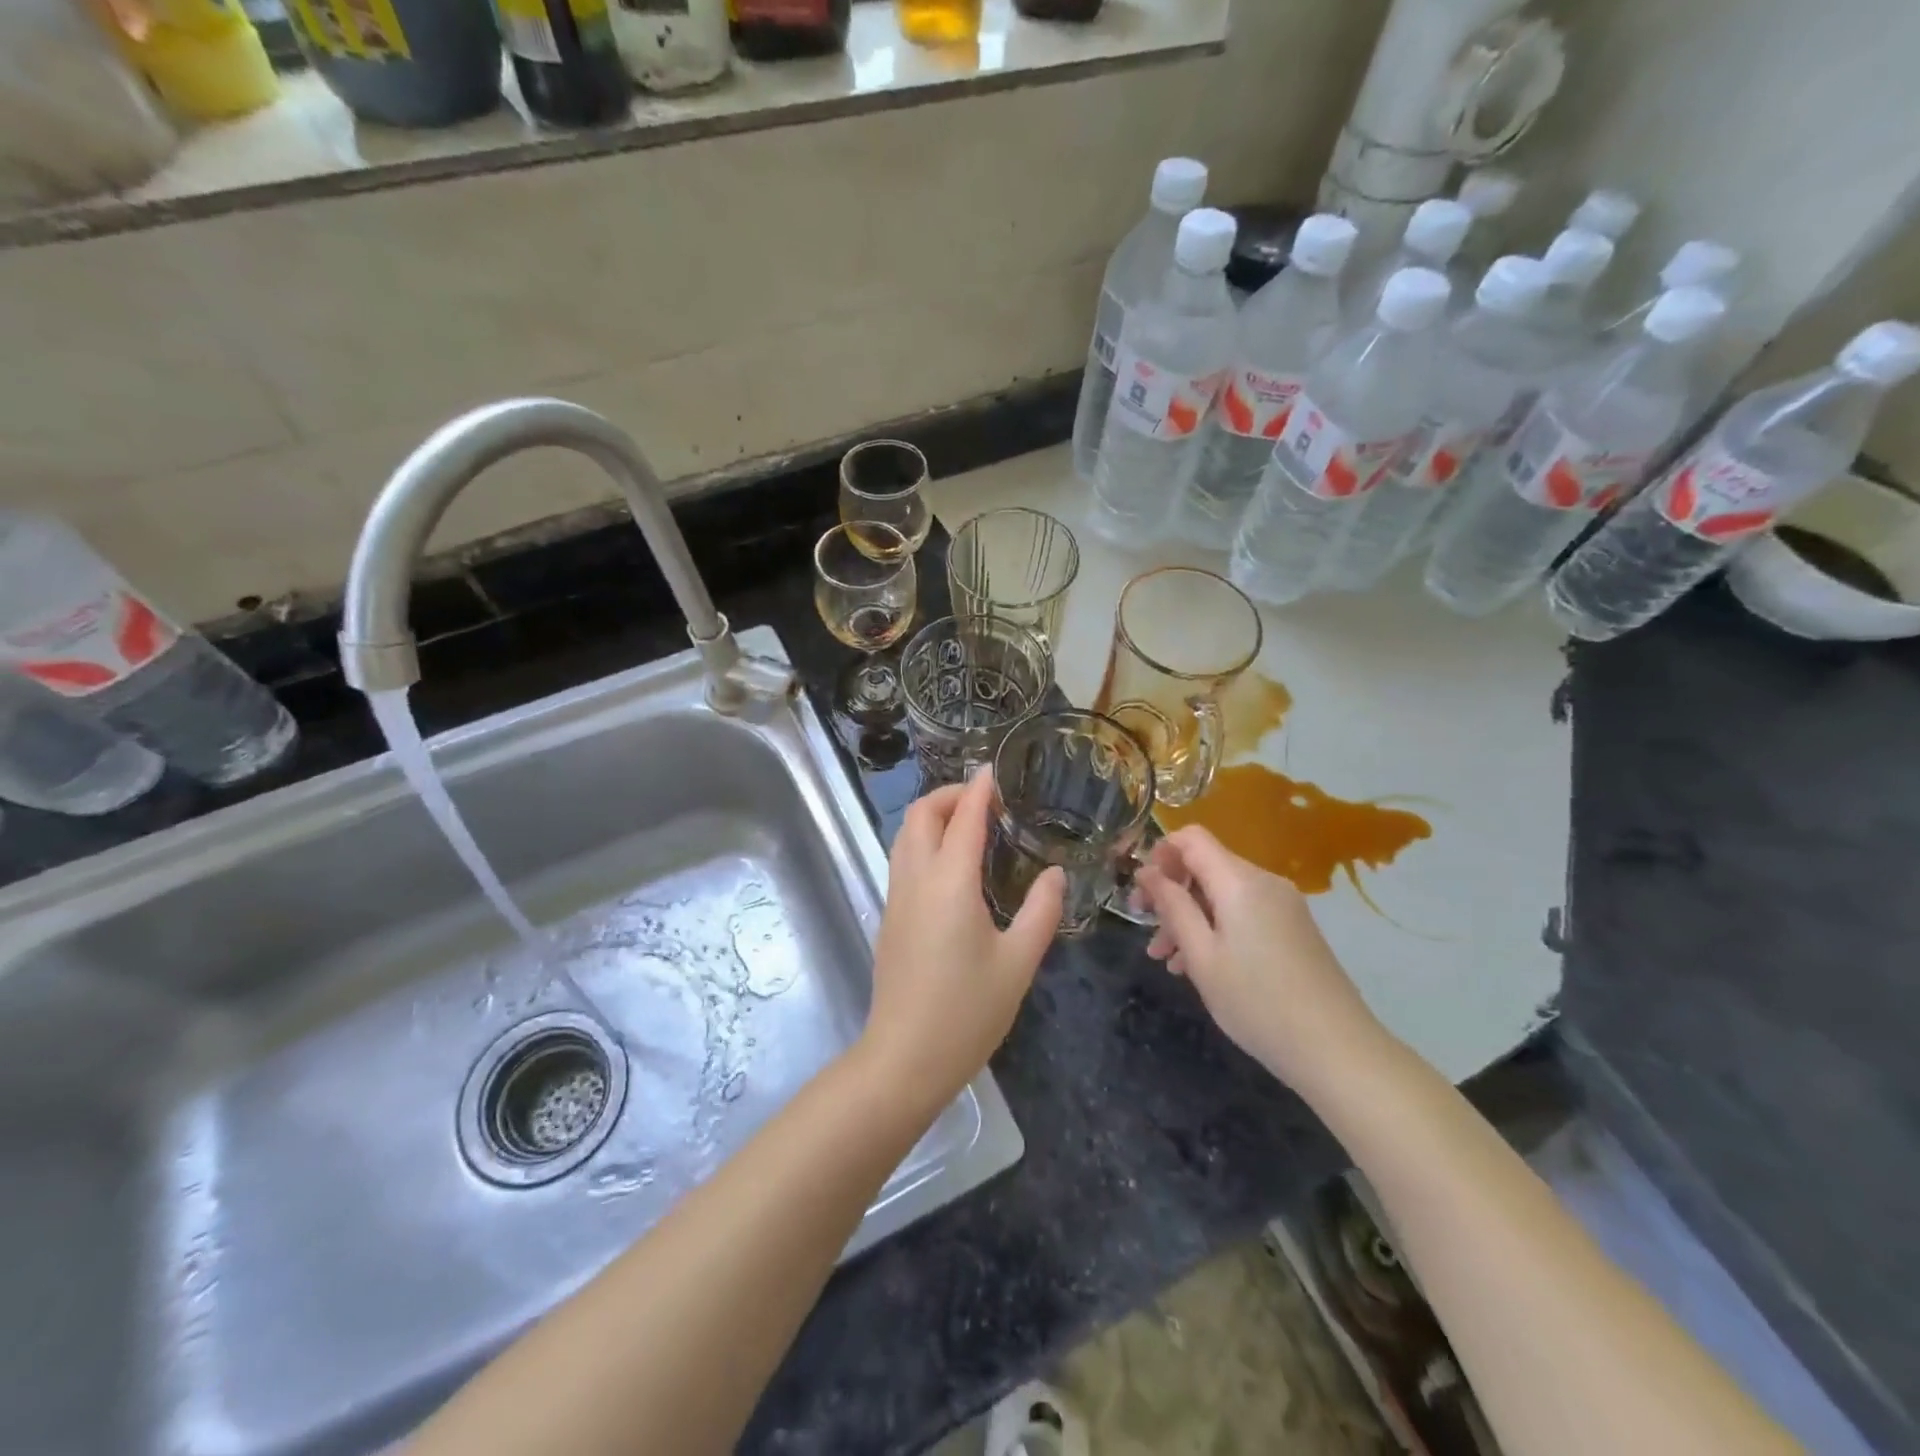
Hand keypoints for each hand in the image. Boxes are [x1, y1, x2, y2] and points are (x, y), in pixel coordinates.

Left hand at [860, 770, 1064, 1111]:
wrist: (904, 1059)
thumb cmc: (967, 1012)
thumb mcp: (1018, 963)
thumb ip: (1041, 911)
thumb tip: (1054, 874)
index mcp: (950, 882)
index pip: (962, 817)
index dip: (978, 788)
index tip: (994, 770)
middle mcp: (916, 879)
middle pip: (920, 815)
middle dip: (948, 795)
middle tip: (984, 801)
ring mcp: (896, 898)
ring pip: (905, 836)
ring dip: (932, 817)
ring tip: (970, 827)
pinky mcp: (889, 918)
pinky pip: (903, 860)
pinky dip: (924, 843)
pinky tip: (953, 867)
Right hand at [1133, 825, 1384, 1089]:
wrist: (1337, 1050)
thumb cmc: (1257, 1002)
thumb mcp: (1202, 956)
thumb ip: (1173, 906)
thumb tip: (1148, 871)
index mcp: (1240, 882)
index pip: (1192, 838)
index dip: (1160, 853)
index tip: (1141, 890)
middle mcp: (1264, 882)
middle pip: (1206, 867)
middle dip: (1171, 892)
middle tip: (1143, 926)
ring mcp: (1283, 906)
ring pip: (1222, 894)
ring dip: (1189, 917)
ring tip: (1164, 959)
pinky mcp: (1293, 928)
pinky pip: (1243, 913)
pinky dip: (1216, 928)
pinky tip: (1198, 966)